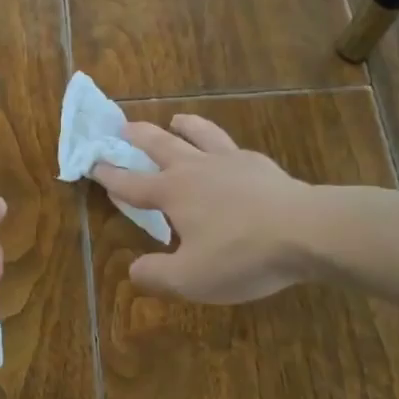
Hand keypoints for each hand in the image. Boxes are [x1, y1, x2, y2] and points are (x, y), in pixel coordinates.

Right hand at [93, 115, 313, 303]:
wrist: (307, 230)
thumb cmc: (242, 254)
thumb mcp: (191, 279)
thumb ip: (156, 276)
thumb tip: (133, 271)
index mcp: (172, 192)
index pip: (130, 183)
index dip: (108, 174)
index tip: (91, 162)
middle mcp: (195, 168)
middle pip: (159, 144)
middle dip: (137, 136)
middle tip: (123, 126)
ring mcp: (229, 161)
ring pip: (199, 134)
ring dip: (183, 125)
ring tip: (176, 120)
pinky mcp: (260, 164)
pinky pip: (233, 147)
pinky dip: (221, 144)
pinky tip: (228, 152)